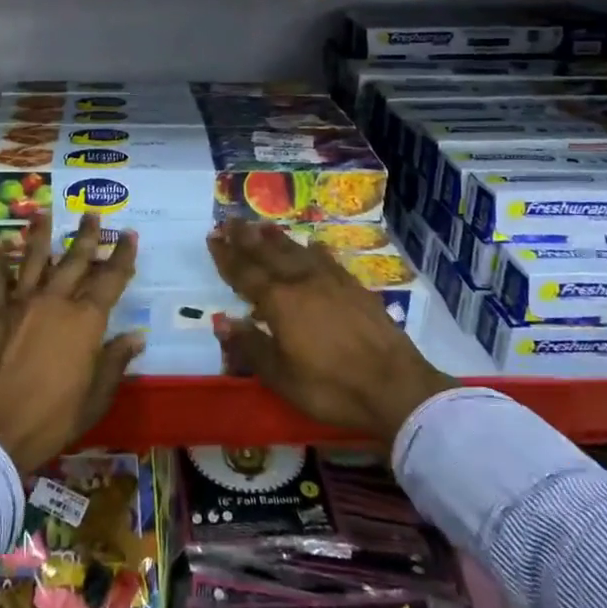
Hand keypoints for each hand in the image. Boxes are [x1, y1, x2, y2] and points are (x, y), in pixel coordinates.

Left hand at [0, 212, 141, 472]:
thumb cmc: (52, 419)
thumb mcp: (95, 398)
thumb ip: (115, 361)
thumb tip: (136, 336)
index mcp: (85, 322)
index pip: (111, 280)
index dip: (122, 256)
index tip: (129, 234)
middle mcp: (55, 302)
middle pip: (74, 261)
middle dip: (86, 236)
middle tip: (91, 213)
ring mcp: (22, 305)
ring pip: (34, 260)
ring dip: (41, 236)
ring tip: (44, 213)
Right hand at [207, 220, 454, 441]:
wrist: (394, 386)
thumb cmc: (330, 387)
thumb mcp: (281, 376)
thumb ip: (250, 346)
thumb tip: (221, 321)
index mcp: (278, 302)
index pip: (244, 273)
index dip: (226, 256)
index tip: (212, 237)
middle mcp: (301, 282)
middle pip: (268, 254)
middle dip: (246, 238)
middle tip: (230, 220)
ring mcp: (331, 281)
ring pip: (297, 251)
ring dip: (276, 238)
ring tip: (261, 225)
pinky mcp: (355, 287)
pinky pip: (328, 260)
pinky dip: (314, 250)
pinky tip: (313, 244)